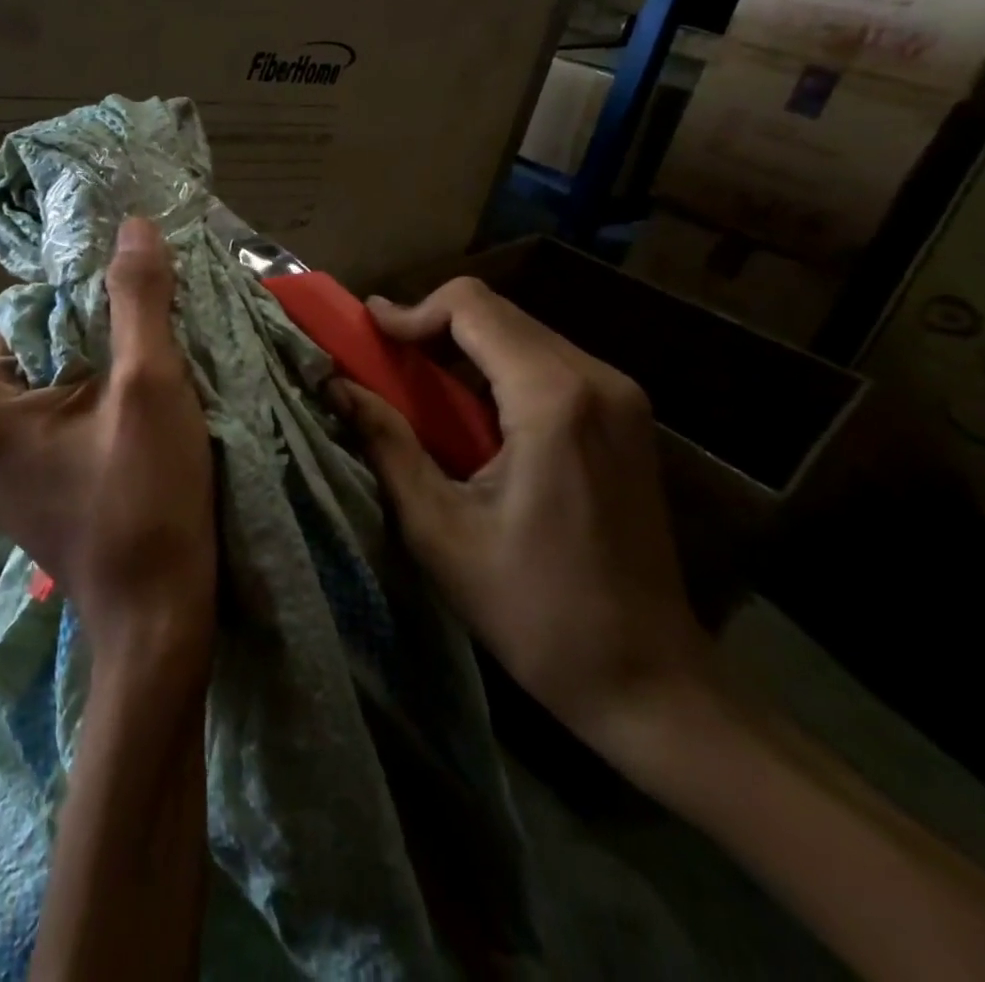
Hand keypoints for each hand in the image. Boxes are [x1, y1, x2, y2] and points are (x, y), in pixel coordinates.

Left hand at [0, 218, 215, 664]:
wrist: (158, 616)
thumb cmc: (148, 498)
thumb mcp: (149, 385)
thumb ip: (138, 297)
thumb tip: (133, 224)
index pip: (29, 314)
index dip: (91, 302)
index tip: (144, 310)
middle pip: (36, 349)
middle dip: (96, 338)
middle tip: (154, 345)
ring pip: (47, 384)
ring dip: (97, 371)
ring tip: (150, 379)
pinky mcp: (12, 488)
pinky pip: (48, 419)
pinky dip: (87, 405)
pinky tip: (131, 416)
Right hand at [329, 277, 710, 764]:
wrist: (648, 678)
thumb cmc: (534, 610)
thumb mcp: (439, 529)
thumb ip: (386, 443)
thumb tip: (336, 385)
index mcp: (552, 399)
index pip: (472, 306)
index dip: (412, 310)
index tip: (369, 334)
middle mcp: (597, 379)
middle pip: (498, 313)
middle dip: (433, 327)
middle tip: (383, 361)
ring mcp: (622, 396)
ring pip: (524, 333)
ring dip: (465, 347)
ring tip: (417, 388)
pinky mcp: (627, 417)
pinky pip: (550, 363)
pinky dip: (499, 369)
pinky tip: (472, 413)